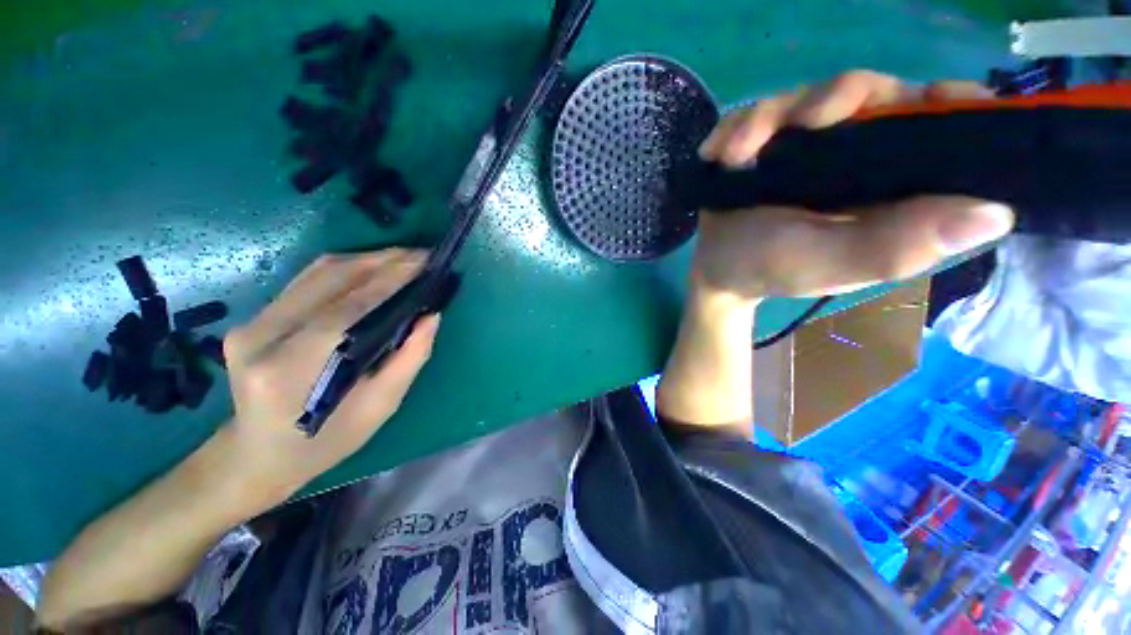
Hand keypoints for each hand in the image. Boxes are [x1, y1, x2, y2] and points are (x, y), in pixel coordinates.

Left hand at [219, 249, 440, 505]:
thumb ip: (408, 359)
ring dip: (366, 260)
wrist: (256, 454)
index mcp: (290, 369)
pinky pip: (307, 281)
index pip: (347, 308)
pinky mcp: (254, 318)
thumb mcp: (379, 408)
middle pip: (329, 279)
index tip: (424, 262)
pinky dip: (346, 270)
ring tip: (404, 260)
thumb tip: (431, 317)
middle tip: (421, 256)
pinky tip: (373, 270)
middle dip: (382, 261)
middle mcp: (261, 337)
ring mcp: (251, 323)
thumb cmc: (324, 441)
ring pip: (317, 273)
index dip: (389, 281)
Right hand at [693, 70, 1014, 300]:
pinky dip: (736, 127)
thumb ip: (895, 246)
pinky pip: (759, 114)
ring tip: (735, 153)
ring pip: (809, 96)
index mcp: (893, 189)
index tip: (929, 97)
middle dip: (840, 96)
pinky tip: (718, 153)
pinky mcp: (767, 145)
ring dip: (767, 118)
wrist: (715, 269)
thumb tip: (997, 212)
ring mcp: (809, 147)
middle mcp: (860, 158)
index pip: (946, 131)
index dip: (951, 107)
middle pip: (875, 94)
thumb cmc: (769, 270)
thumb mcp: (829, 265)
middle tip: (805, 120)